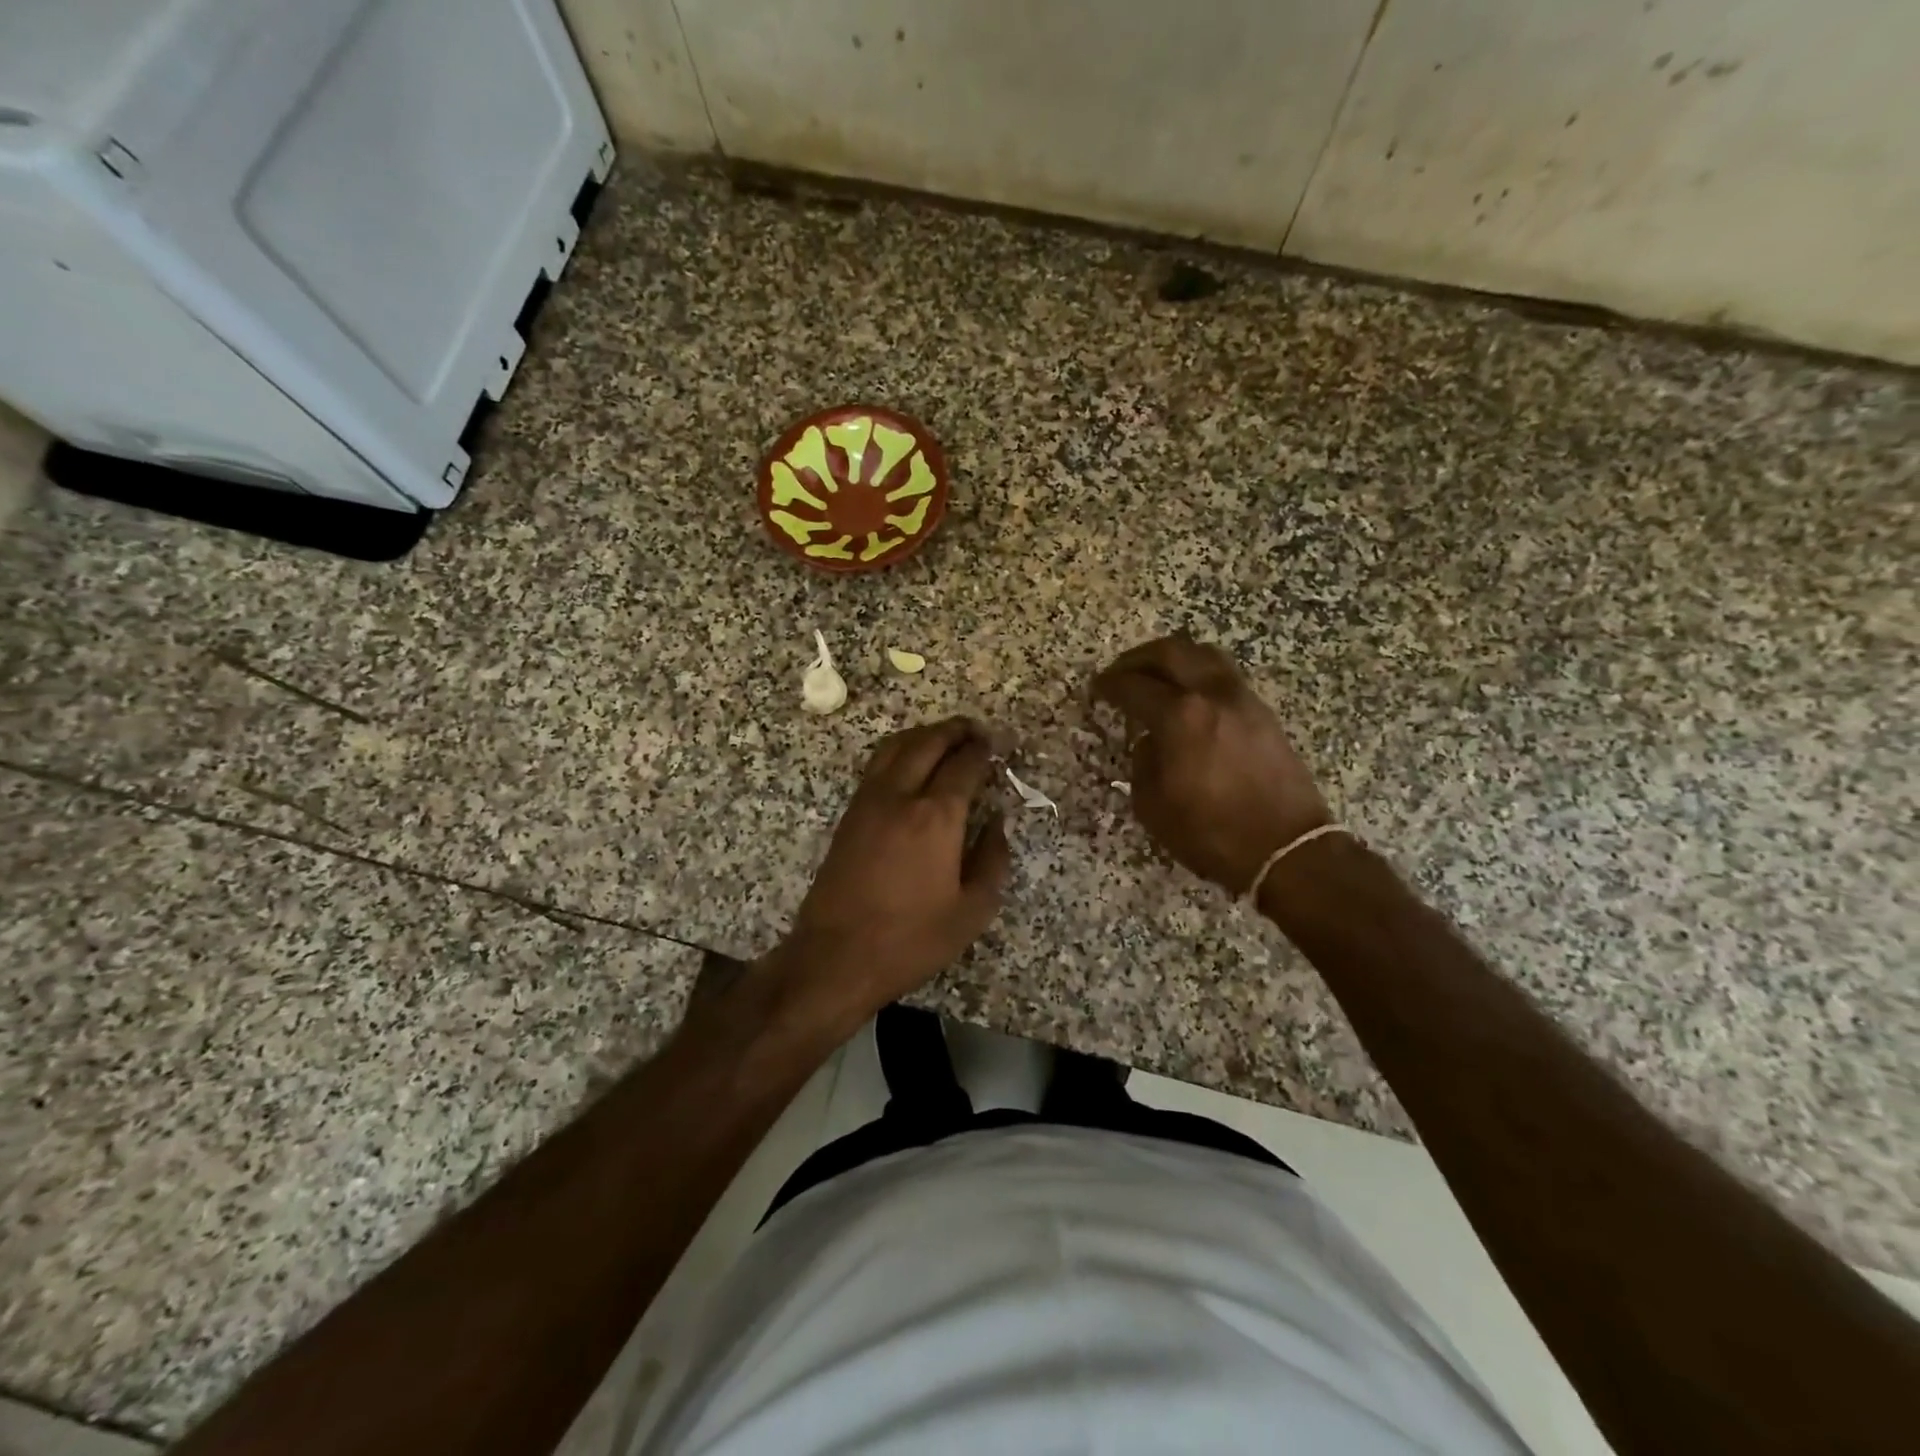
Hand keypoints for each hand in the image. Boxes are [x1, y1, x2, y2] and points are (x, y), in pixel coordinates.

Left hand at [781, 716, 1011, 1019]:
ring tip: (945, 737)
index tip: (997, 745)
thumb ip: (993, 861)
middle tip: (975, 729)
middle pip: (928, 743)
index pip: (964, 765)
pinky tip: (910, 761)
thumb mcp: (971, 912)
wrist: (835, 956)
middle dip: (955, 730)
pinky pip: (877, 764)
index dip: (984, 751)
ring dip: (924, 733)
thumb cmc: (910, 939)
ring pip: (896, 746)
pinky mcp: (849, 813)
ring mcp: (869, 801)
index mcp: (936, 817)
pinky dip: (899, 749)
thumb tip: (997, 825)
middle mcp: (901, 796)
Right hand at [1092, 635, 1330, 894]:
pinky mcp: (1262, 712)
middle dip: (1138, 658)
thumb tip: (1150, 740)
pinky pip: (1223, 675)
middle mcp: (1212, 695)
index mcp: (1180, 716)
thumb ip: (1143, 761)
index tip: (1097, 688)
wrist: (1285, 849)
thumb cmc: (1210, 832)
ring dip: (1173, 658)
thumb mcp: (1153, 805)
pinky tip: (1188, 695)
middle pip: (1171, 652)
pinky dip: (1198, 673)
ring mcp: (1242, 699)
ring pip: (1204, 654)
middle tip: (1120, 671)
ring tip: (1156, 675)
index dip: (1110, 685)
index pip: (1134, 686)